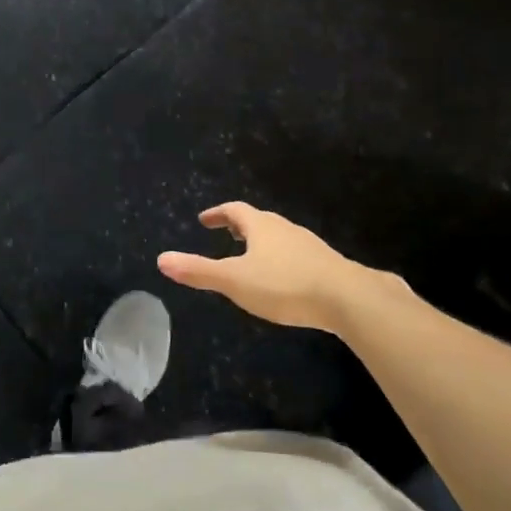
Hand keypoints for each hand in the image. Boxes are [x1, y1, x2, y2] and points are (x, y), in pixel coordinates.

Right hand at [158, 202, 404, 330]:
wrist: (349, 299)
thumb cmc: (285, 285)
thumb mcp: (234, 281)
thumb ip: (198, 271)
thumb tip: (161, 259)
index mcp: (261, 227)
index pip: (235, 211)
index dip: (217, 213)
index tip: (204, 219)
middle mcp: (286, 230)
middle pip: (259, 221)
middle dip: (240, 226)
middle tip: (226, 234)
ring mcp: (310, 246)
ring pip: (280, 237)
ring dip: (263, 242)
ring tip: (252, 256)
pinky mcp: (327, 265)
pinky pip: (297, 255)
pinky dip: (282, 259)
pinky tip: (284, 279)